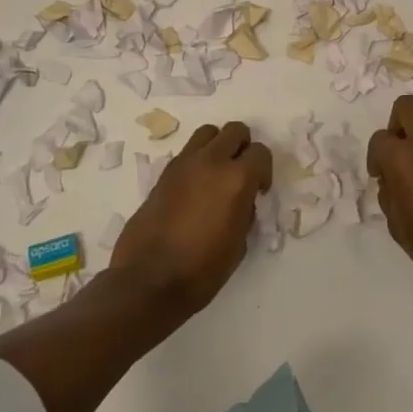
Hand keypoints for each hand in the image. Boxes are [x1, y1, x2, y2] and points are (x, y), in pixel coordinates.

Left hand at [110, 121, 271, 313]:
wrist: (148, 281)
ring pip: (208, 133)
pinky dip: (196, 161)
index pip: (261, 152)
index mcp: (237, 179)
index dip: (264, 171)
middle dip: (243, 148)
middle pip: (235, 131)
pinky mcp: (163, 173)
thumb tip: (241, 202)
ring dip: (218, 147)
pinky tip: (194, 189)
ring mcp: (184, 164)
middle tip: (241, 175)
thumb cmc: (202, 270)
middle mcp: (211, 161)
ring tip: (216, 174)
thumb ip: (244, 212)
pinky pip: (187, 153)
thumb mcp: (238, 244)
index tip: (259, 191)